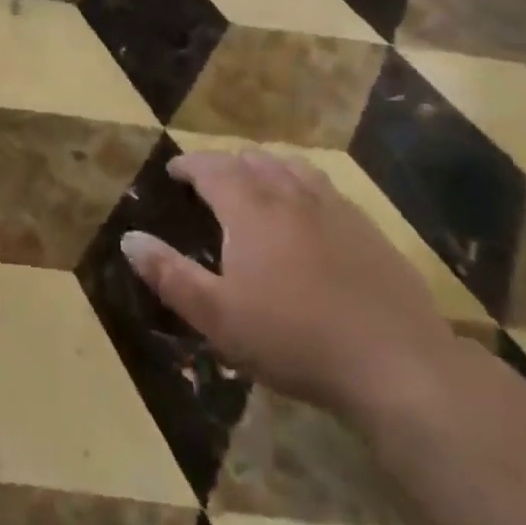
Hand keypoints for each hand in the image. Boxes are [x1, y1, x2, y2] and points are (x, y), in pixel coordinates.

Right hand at [122, 150, 457, 424]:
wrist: (396, 364)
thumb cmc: (294, 340)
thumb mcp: (218, 317)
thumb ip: (170, 275)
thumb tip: (129, 238)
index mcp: (251, 210)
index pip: (212, 169)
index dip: (189, 164)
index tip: (174, 169)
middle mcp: (291, 196)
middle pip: (253, 160)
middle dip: (226, 163)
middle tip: (210, 179)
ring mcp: (335, 209)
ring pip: (293, 167)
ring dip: (266, 166)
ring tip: (256, 181)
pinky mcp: (368, 230)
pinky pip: (326, 188)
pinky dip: (303, 184)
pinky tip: (309, 210)